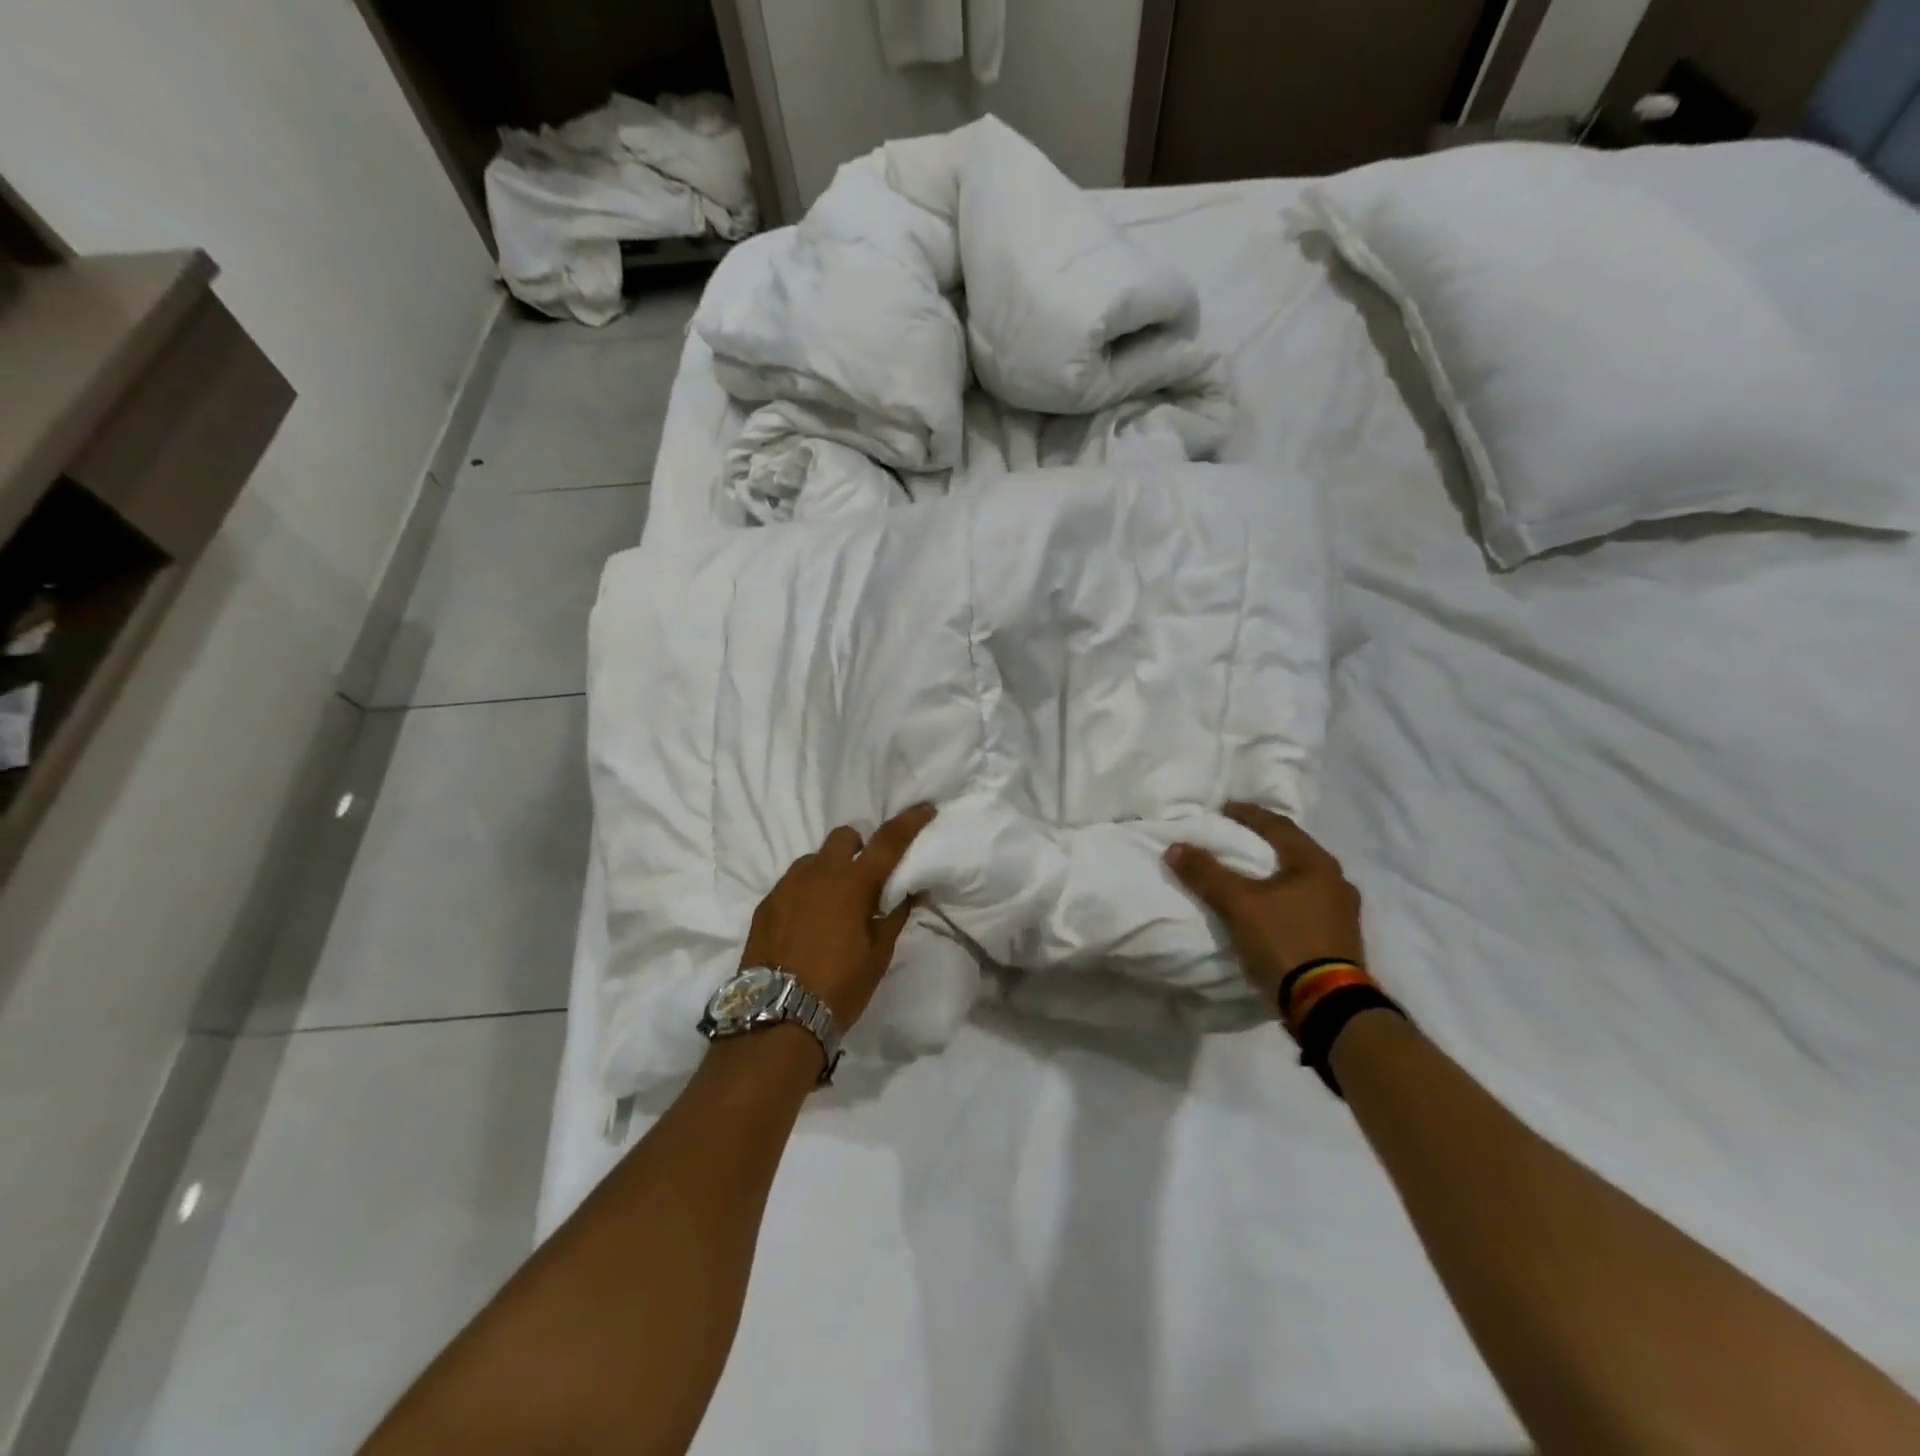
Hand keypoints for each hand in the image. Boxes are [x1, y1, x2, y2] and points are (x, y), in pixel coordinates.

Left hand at [740, 804, 936, 1028]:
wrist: (776, 1018)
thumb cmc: (839, 987)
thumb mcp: (878, 955)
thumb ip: (894, 916)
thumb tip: (910, 891)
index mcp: (853, 884)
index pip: (888, 841)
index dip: (910, 822)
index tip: (925, 808)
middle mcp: (819, 873)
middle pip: (845, 837)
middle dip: (860, 847)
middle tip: (868, 876)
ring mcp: (787, 886)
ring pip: (814, 859)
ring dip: (830, 870)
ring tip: (834, 903)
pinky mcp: (766, 903)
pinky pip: (792, 882)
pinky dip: (807, 891)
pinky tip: (808, 921)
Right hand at [1165, 803, 1364, 1006]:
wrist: (1327, 1005)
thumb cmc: (1285, 941)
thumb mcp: (1238, 904)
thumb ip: (1206, 873)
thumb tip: (1175, 846)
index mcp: (1316, 864)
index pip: (1278, 826)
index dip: (1248, 814)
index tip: (1224, 808)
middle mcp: (1336, 881)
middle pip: (1294, 850)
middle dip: (1264, 842)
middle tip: (1236, 837)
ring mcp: (1343, 912)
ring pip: (1302, 879)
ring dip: (1275, 872)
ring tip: (1250, 873)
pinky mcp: (1340, 939)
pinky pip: (1306, 904)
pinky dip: (1284, 897)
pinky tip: (1271, 906)